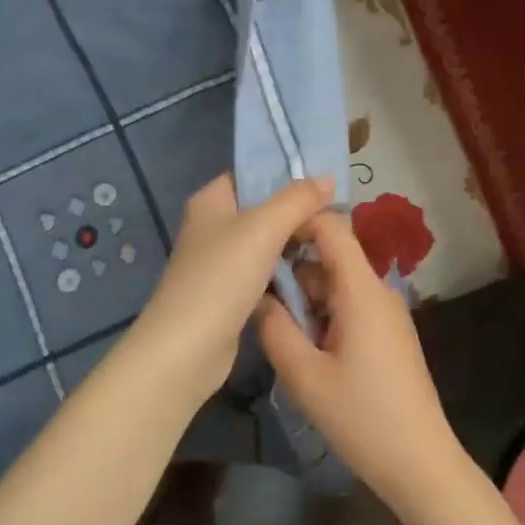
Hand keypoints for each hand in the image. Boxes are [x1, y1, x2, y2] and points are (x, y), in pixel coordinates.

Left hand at [128, 172, 333, 402]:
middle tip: (337, 221)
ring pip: (268, 245)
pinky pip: (266, 274)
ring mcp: (220, 263)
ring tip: (333, 246)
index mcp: (211, 202)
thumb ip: (297, 200)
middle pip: (263, 211)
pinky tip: (314, 278)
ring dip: (296, 248)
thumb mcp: (264, 228)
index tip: (325, 185)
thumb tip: (327, 178)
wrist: (187, 349)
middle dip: (298, 216)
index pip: (252, 175)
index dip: (286, 176)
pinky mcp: (230, 294)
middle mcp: (212, 227)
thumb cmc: (221, 277)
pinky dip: (287, 275)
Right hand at [255, 210, 468, 511]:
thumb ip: (274, 328)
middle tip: (256, 298)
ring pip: (339, 285)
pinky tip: (306, 348)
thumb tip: (257, 296)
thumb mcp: (304, 375)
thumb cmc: (360, 415)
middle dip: (294, 271)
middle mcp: (379, 291)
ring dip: (307, 298)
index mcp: (362, 290)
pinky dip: (325, 315)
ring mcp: (387, 314)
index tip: (261, 242)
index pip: (332, 227)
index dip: (297, 223)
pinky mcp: (390, 334)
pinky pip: (351, 306)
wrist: (418, 460)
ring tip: (276, 329)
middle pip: (332, 257)